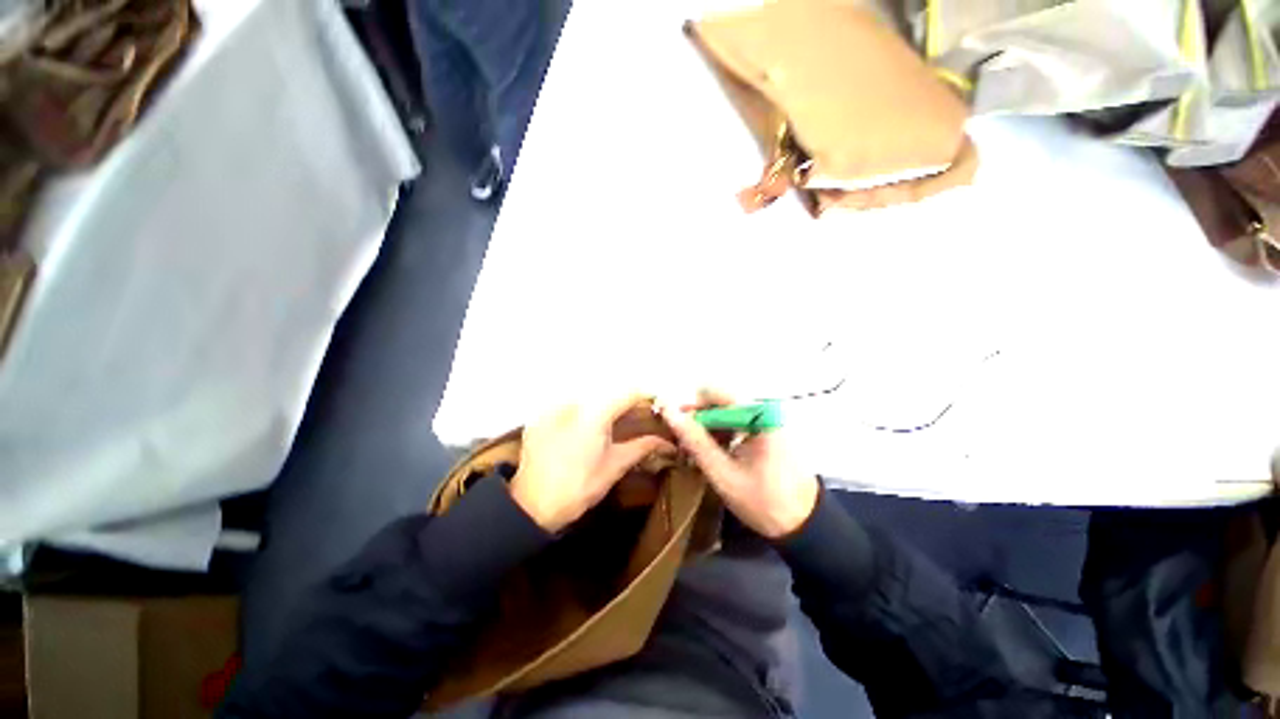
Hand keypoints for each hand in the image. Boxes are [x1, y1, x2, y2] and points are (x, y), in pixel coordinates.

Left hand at [511, 395, 672, 532]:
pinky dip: (584, 412)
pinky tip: (588, 429)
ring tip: (615, 424)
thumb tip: (667, 442)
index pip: (628, 393)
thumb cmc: (579, 487)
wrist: (531, 506)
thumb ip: (642, 447)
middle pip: (609, 393)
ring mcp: (554, 407)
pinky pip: (570, 405)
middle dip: (626, 404)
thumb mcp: (614, 467)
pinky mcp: (541, 416)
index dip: (646, 398)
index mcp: (595, 414)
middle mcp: (574, 402)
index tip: (657, 408)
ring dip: (606, 407)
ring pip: (589, 398)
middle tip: (638, 419)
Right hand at [661, 391, 818, 538]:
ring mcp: (768, 418)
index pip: (715, 393)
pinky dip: (721, 433)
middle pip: (720, 401)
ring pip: (725, 411)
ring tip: (696, 452)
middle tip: (684, 444)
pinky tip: (714, 453)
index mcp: (760, 415)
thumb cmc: (764, 502)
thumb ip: (695, 441)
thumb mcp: (723, 473)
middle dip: (699, 420)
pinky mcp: (768, 429)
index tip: (674, 426)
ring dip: (708, 428)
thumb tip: (669, 412)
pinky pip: (736, 421)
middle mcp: (765, 409)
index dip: (691, 406)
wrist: (805, 526)